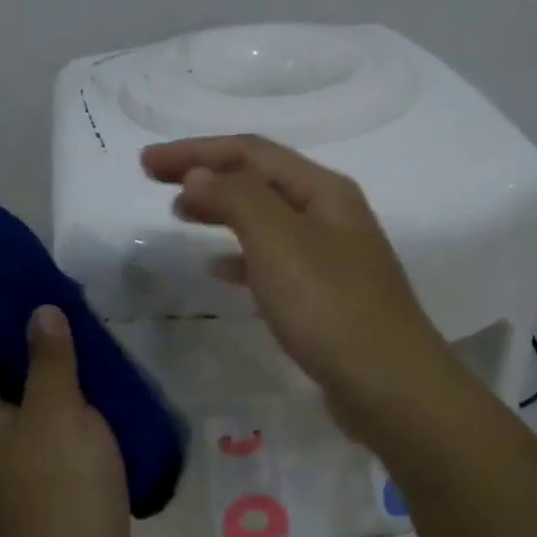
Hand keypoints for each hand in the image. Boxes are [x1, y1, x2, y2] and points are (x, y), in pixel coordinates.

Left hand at [0, 306, 136, 536]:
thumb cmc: (58, 488)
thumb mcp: (57, 410)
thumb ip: (48, 357)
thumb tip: (38, 311)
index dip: (3, 321)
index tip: (38, 292)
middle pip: (9, 376)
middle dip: (42, 347)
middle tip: (79, 315)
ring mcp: (16, 463)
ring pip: (39, 404)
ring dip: (66, 380)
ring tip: (100, 345)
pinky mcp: (47, 482)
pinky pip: (58, 432)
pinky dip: (78, 411)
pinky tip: (108, 391)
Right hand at [141, 134, 456, 430]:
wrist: (389, 385)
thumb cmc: (329, 306)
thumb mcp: (277, 241)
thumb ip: (236, 198)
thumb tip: (199, 174)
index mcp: (323, 190)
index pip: (250, 152)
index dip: (195, 150)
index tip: (146, 163)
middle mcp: (331, 213)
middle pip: (259, 178)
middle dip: (207, 173)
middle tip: (157, 181)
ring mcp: (332, 255)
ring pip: (265, 218)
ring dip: (222, 209)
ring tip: (181, 215)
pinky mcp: (326, 294)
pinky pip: (274, 259)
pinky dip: (241, 255)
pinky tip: (219, 268)